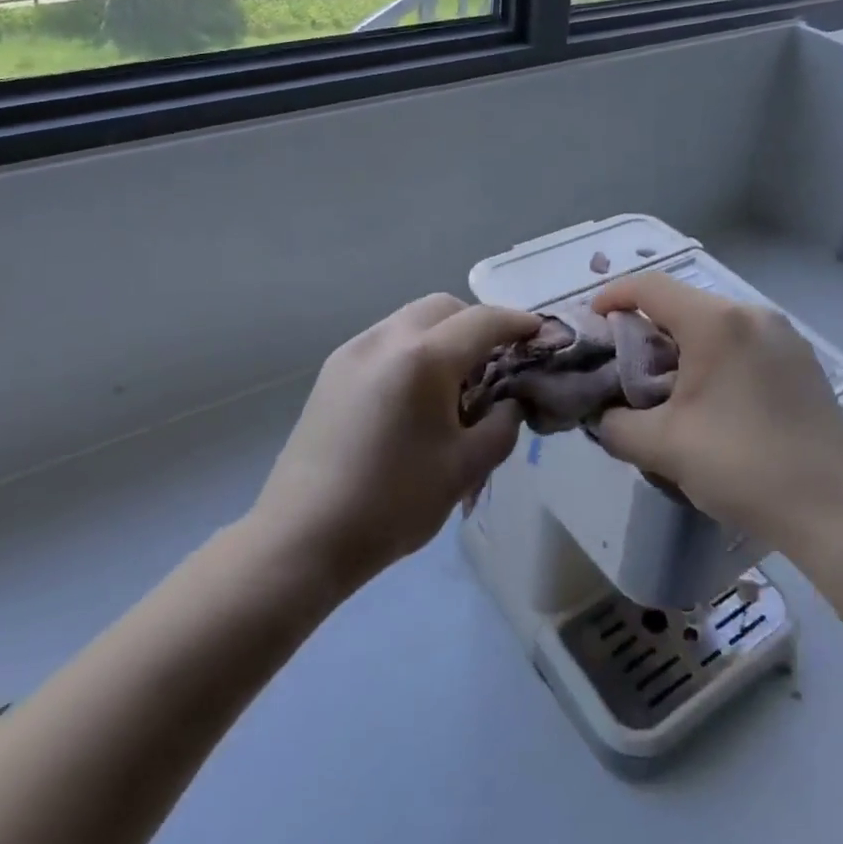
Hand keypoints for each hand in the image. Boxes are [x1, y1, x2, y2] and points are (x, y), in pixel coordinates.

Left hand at [253, 295, 540, 588]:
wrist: (303, 536)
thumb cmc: (393, 503)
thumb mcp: (465, 468)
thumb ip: (502, 424)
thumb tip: (510, 402)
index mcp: (424, 358)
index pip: (484, 321)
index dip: (517, 323)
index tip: (539, 334)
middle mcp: (387, 338)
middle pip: (445, 307)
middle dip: (477, 323)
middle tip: (496, 361)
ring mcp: (354, 350)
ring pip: (412, 319)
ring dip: (443, 334)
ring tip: (454, 381)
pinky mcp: (333, 370)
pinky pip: (386, 340)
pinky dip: (413, 348)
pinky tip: (415, 393)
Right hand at [591, 273, 842, 553]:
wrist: (833, 511)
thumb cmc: (742, 467)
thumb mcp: (663, 447)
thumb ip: (615, 424)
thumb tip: (602, 416)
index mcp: (717, 323)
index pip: (651, 287)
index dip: (614, 295)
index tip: (593, 320)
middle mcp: (754, 314)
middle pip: (684, 304)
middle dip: (647, 328)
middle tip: (625, 364)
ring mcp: (785, 336)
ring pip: (717, 324)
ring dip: (684, 344)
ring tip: (667, 385)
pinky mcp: (804, 361)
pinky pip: (746, 342)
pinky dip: (717, 356)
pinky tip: (714, 398)